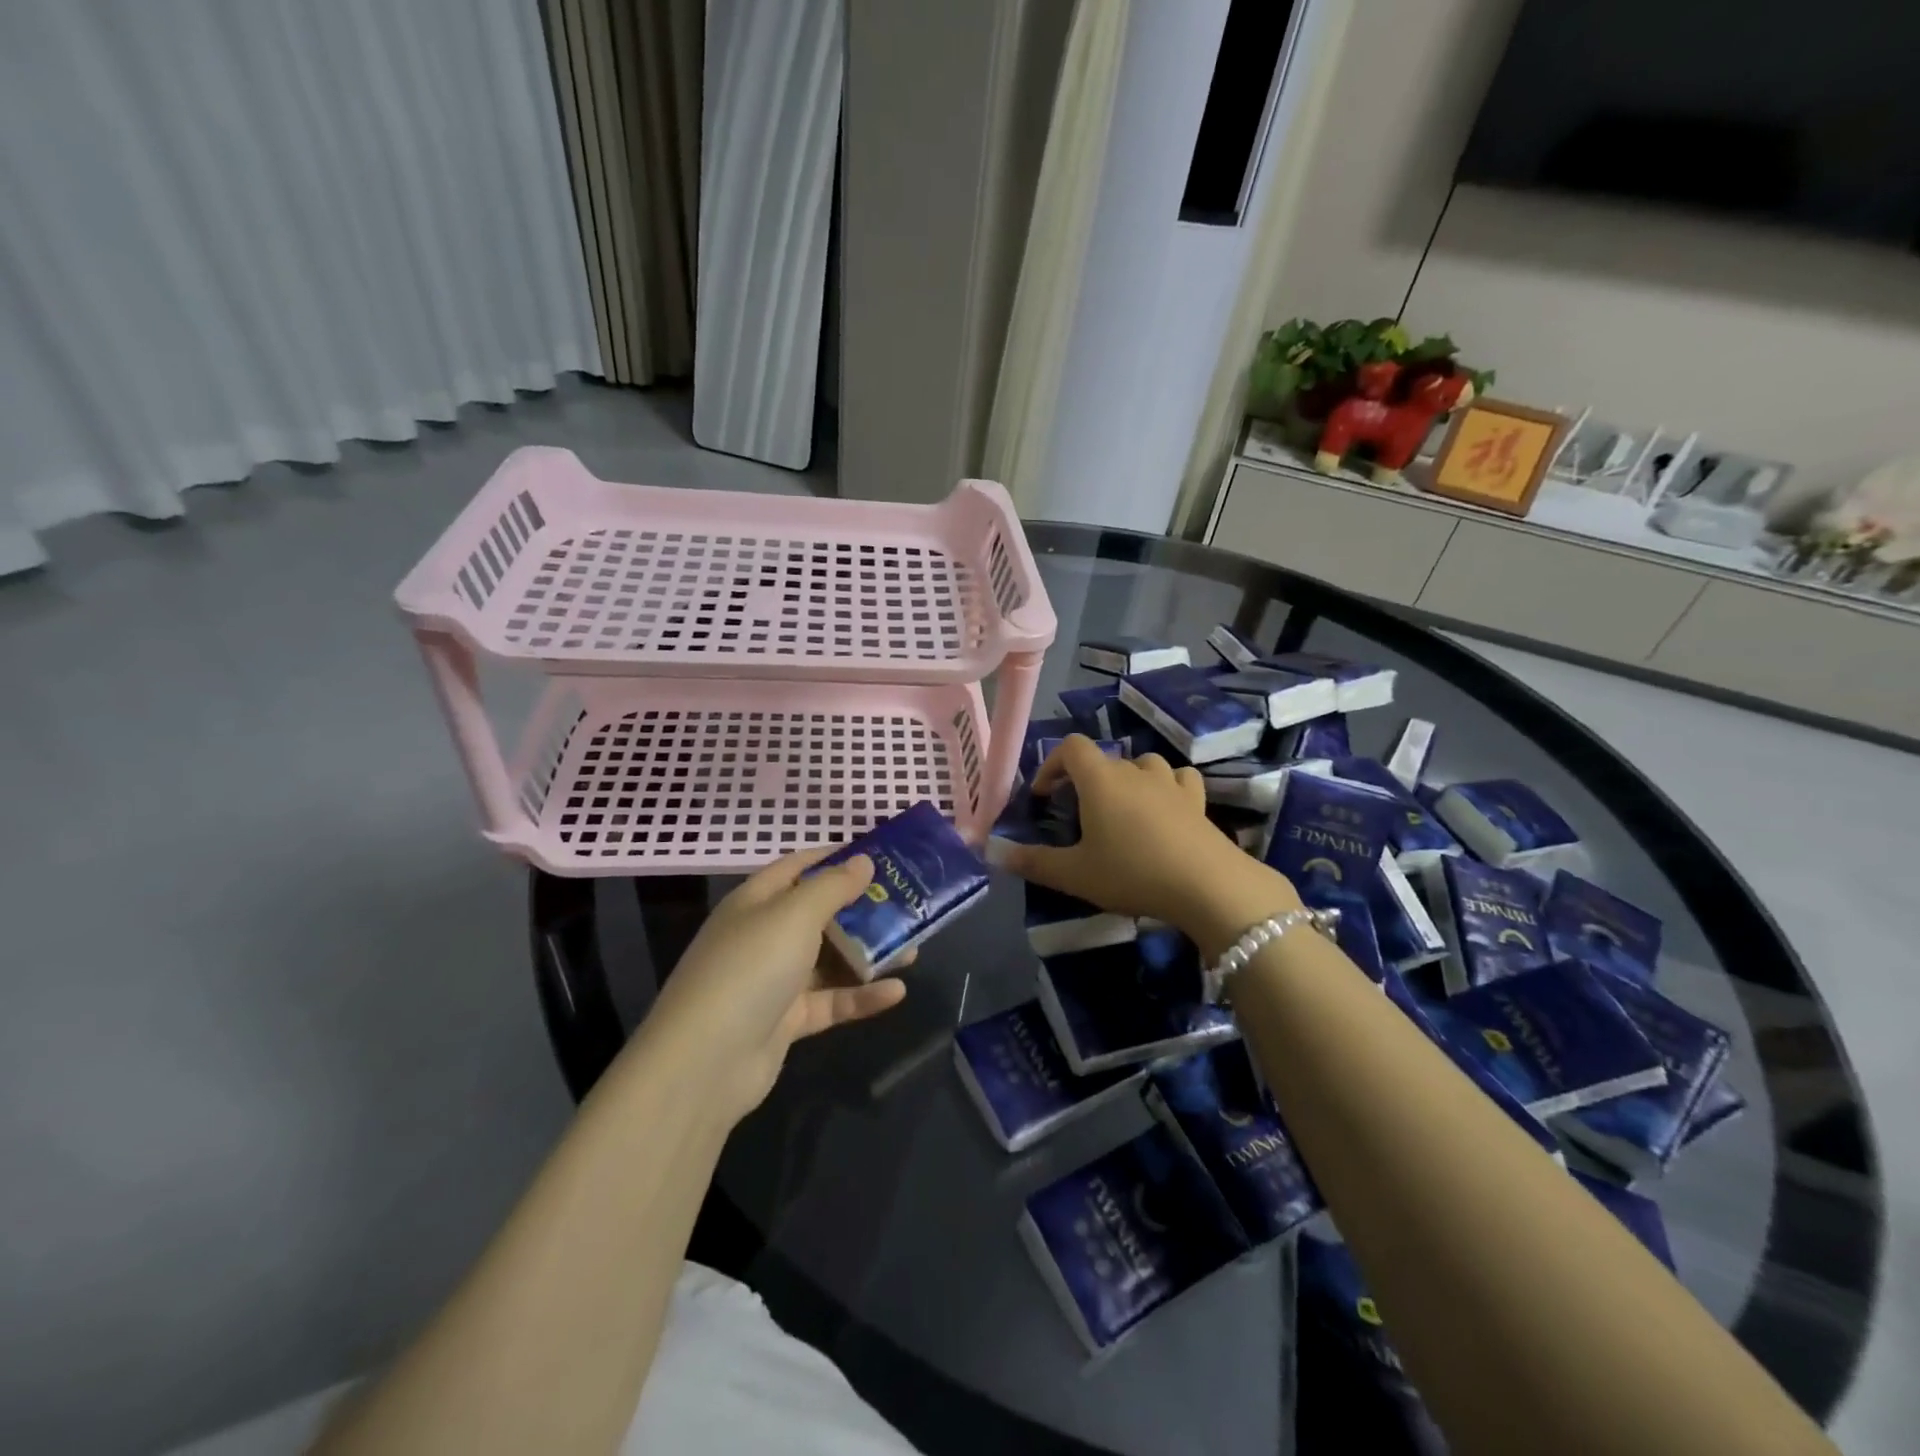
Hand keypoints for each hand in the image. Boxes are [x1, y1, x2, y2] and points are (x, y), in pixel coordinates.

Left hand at [636, 848, 907, 1123]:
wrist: (706, 1063)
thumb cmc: (751, 968)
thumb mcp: (794, 915)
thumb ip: (833, 886)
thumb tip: (863, 860)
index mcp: (757, 901)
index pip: (800, 867)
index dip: (837, 857)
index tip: (881, 855)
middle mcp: (764, 935)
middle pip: (821, 913)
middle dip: (864, 909)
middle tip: (908, 904)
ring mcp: (775, 980)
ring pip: (830, 959)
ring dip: (870, 953)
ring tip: (914, 948)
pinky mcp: (787, 1020)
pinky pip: (831, 1000)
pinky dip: (861, 996)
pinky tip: (897, 992)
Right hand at [1005, 735, 1300, 955]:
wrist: (1208, 886)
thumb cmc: (1133, 873)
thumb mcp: (1075, 874)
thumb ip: (1033, 862)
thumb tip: (994, 854)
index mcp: (1100, 779)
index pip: (1071, 747)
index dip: (1052, 764)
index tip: (1044, 795)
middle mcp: (1134, 770)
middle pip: (1104, 759)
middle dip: (1085, 781)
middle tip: (1078, 816)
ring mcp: (1170, 782)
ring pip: (1142, 764)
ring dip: (1126, 779)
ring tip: (1120, 809)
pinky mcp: (1198, 800)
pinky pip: (1178, 779)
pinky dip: (1166, 786)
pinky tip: (1164, 807)